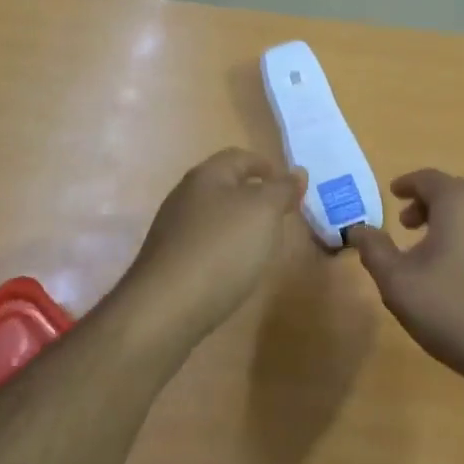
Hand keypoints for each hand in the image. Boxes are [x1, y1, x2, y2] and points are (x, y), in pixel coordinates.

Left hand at [117, 149, 307, 349]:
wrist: (166, 307)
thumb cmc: (222, 248)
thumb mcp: (264, 212)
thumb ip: (282, 190)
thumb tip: (297, 172)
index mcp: (207, 175)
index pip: (240, 157)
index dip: (268, 167)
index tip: (292, 188)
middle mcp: (185, 196)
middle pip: (226, 185)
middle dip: (255, 196)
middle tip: (282, 216)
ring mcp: (173, 229)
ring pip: (215, 215)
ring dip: (240, 224)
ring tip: (264, 243)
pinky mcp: (169, 260)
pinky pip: (205, 243)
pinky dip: (225, 248)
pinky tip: (235, 268)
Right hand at [348, 170, 463, 393]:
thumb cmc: (455, 311)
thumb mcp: (399, 283)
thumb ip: (374, 250)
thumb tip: (358, 229)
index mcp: (459, 201)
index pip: (428, 178)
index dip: (406, 184)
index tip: (393, 193)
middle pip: (454, 192)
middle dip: (427, 205)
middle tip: (406, 226)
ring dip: (449, 223)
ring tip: (430, 252)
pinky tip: (461, 273)